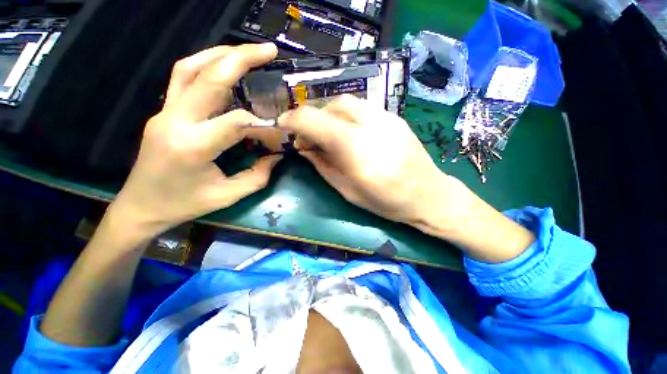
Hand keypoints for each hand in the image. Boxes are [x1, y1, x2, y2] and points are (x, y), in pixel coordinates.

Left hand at [109, 43, 281, 242]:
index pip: (236, 122)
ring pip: (189, 68)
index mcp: (193, 147)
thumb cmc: (185, 204)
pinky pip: (182, 78)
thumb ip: (258, 176)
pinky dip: (205, 65)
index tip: (278, 132)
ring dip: (220, 54)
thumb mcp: (228, 196)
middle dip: (241, 59)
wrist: (141, 206)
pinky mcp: (163, 111)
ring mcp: (164, 112)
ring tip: (246, 52)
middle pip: (208, 78)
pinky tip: (223, 66)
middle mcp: (175, 121)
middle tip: (268, 50)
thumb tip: (277, 156)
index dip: (263, 124)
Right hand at [279, 95, 534, 261]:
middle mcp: (371, 125)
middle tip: (309, 137)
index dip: (293, 120)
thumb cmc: (386, 201)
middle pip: (330, 106)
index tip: (284, 126)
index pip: (315, 121)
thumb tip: (304, 148)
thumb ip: (322, 166)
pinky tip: (349, 132)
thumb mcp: (347, 191)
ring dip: (329, 115)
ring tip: (328, 134)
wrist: (428, 194)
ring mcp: (386, 117)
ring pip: (346, 103)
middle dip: (312, 118)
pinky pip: (362, 108)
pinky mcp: (394, 116)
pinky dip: (346, 116)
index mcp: (355, 150)